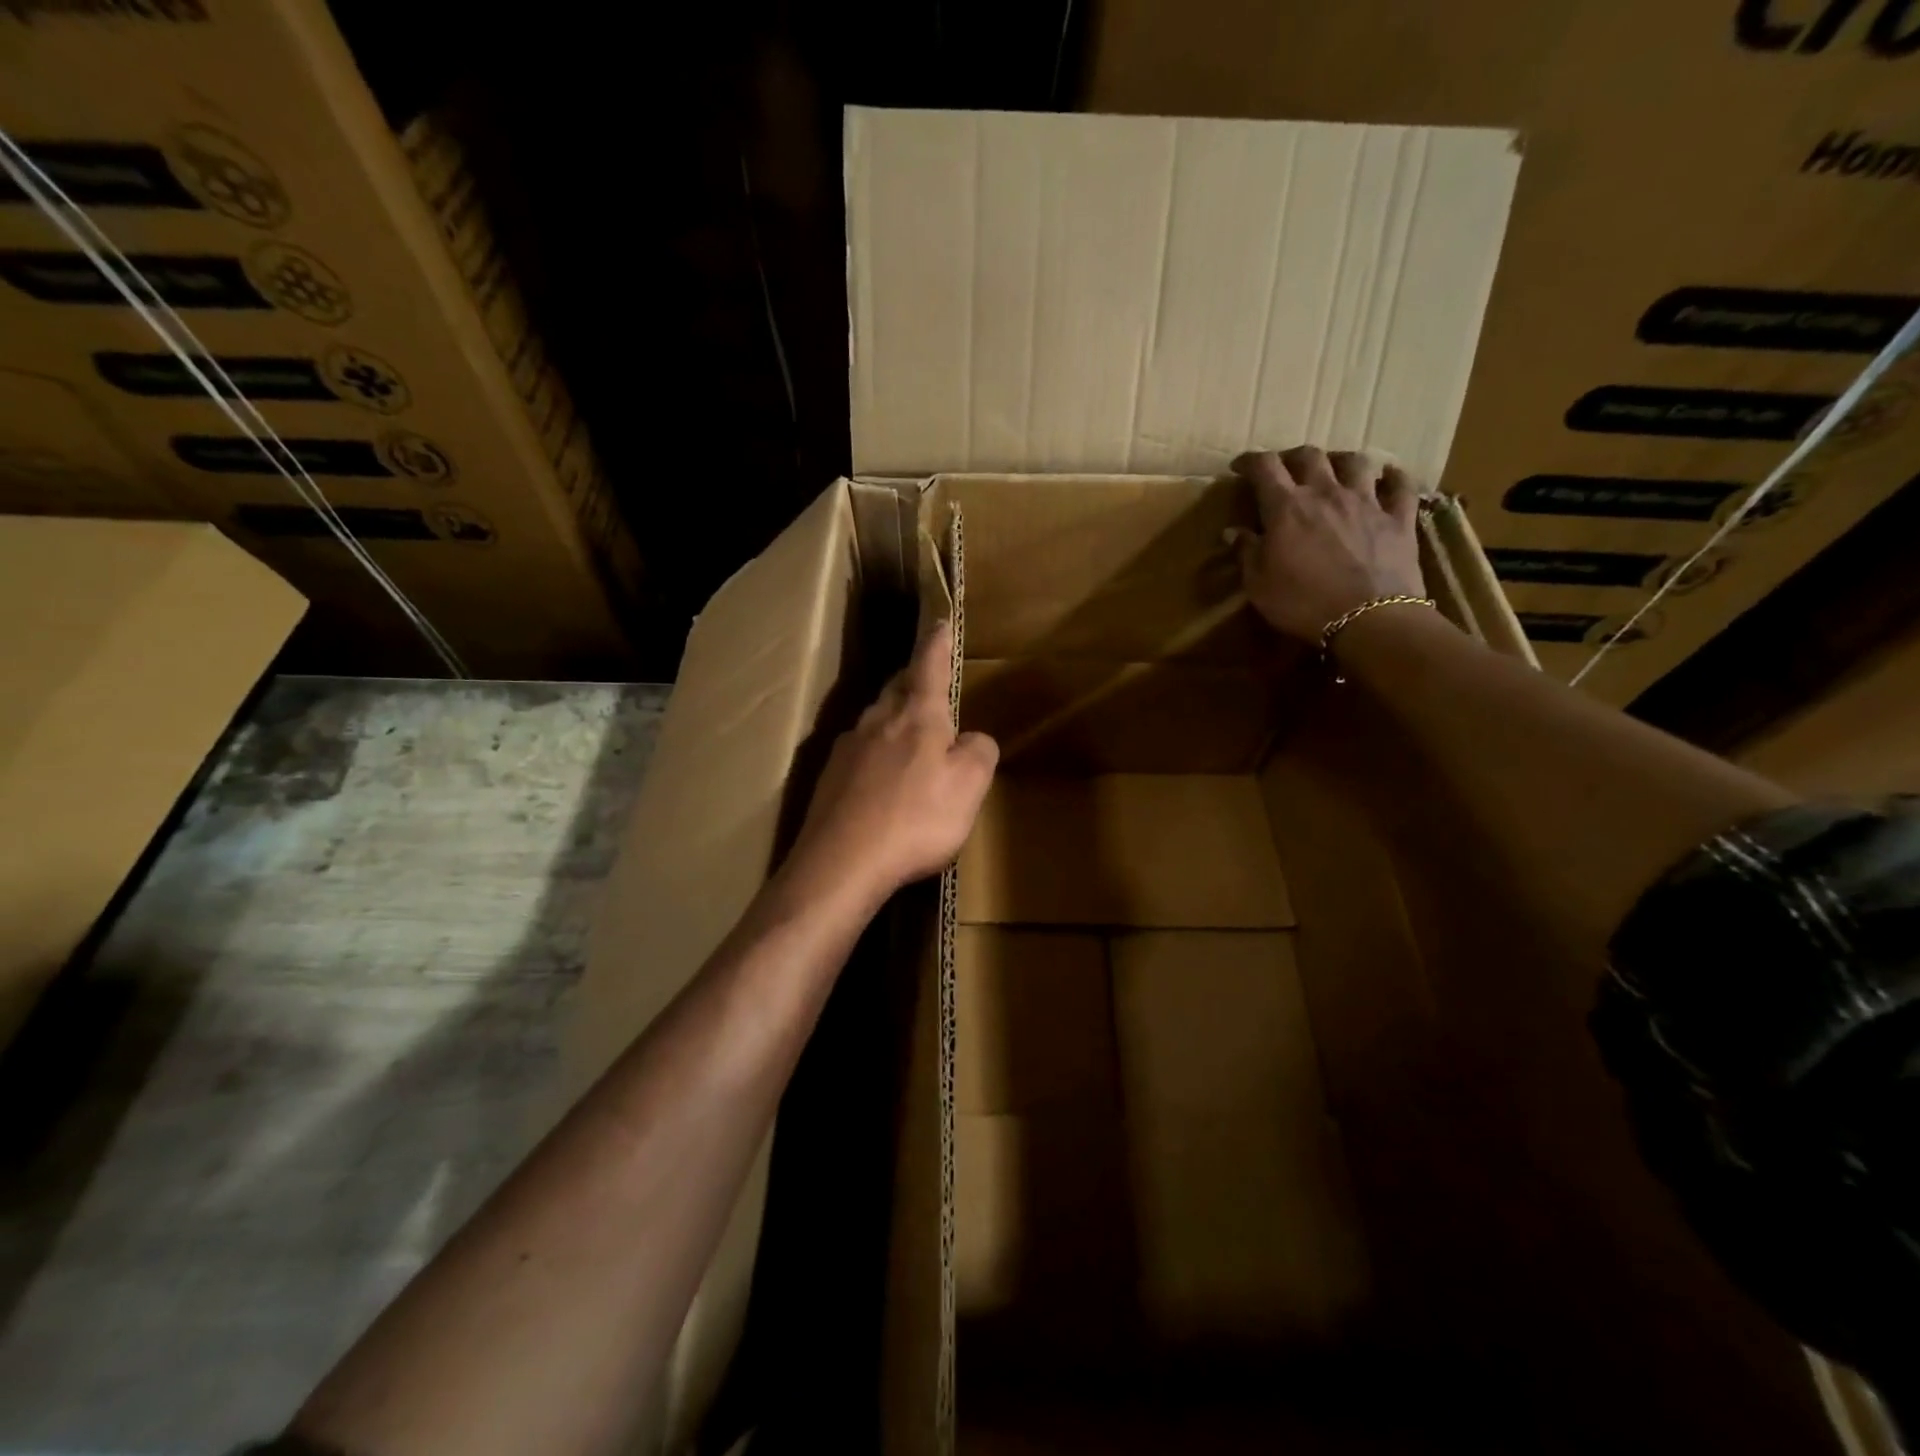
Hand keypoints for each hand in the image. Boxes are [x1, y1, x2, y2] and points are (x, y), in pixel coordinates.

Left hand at [785, 621, 998, 906]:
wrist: (842, 863)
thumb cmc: (916, 819)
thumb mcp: (969, 787)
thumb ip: (979, 752)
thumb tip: (972, 739)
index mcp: (917, 715)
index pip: (929, 665)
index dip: (937, 643)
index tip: (939, 623)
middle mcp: (877, 721)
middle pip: (897, 689)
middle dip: (914, 681)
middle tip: (929, 683)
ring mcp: (847, 748)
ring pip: (875, 721)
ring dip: (894, 720)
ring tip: (910, 737)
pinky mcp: (829, 778)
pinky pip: (859, 754)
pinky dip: (875, 757)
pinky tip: (881, 782)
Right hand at [1231, 446, 1425, 642]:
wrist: (1368, 619)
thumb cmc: (1302, 603)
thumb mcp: (1259, 585)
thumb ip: (1246, 552)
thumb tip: (1232, 532)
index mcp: (1287, 507)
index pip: (1265, 468)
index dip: (1250, 461)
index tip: (1239, 467)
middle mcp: (1326, 493)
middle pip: (1309, 456)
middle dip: (1292, 457)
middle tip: (1284, 469)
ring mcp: (1366, 502)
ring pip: (1355, 462)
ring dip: (1340, 460)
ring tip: (1334, 469)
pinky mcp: (1398, 518)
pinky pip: (1401, 486)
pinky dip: (1393, 477)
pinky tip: (1389, 477)